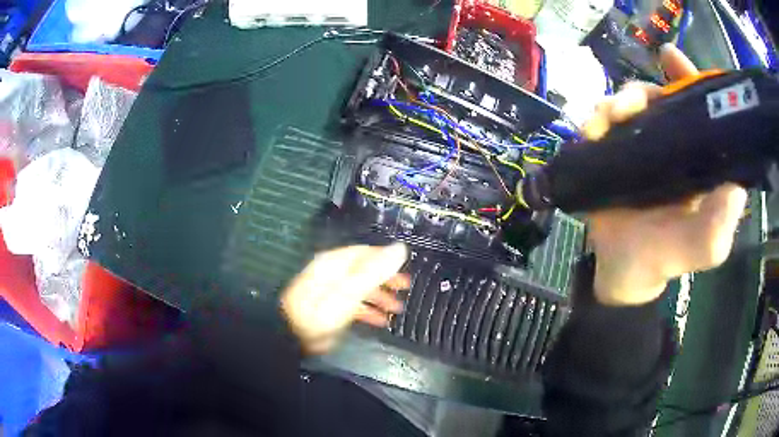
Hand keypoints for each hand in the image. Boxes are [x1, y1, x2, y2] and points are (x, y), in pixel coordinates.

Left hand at [281, 243, 409, 353]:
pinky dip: (369, 312)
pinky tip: (381, 321)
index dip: (386, 259)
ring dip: (380, 298)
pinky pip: (354, 306)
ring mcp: (332, 293)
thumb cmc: (321, 312)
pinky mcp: (331, 310)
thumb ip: (375, 271)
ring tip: (397, 309)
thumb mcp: (350, 291)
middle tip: (406, 288)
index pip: (365, 253)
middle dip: (386, 280)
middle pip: (364, 271)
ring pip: (361, 290)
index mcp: (335, 264)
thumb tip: (400, 248)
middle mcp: (333, 275)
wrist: (293, 337)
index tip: (405, 268)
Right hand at [582, 45, 747, 305]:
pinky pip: (603, 122)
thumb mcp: (706, 247)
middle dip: (641, 91)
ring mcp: (641, 146)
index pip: (697, 107)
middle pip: (657, 97)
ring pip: (628, 105)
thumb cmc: (668, 258)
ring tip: (606, 121)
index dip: (687, 77)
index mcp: (699, 156)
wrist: (624, 272)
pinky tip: (592, 131)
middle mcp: (672, 143)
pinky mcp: (615, 153)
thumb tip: (734, 185)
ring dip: (615, 104)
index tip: (670, 58)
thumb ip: (721, 223)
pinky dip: (596, 119)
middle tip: (629, 105)